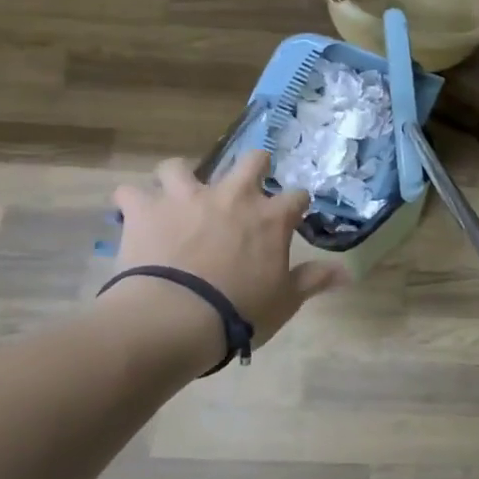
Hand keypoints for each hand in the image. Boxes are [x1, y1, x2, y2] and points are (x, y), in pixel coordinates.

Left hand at [104, 151, 343, 348]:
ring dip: (179, 178)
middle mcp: (232, 196)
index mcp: (270, 217)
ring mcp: (186, 197)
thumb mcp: (285, 301)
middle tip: (248, 183)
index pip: (296, 196)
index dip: (297, 204)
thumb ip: (314, 280)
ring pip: (179, 167)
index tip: (294, 215)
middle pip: (251, 160)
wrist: (175, 318)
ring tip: (178, 195)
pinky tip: (133, 215)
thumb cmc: (239, 312)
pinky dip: (132, 203)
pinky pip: (130, 194)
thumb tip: (348, 273)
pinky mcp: (145, 210)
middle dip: (254, 166)